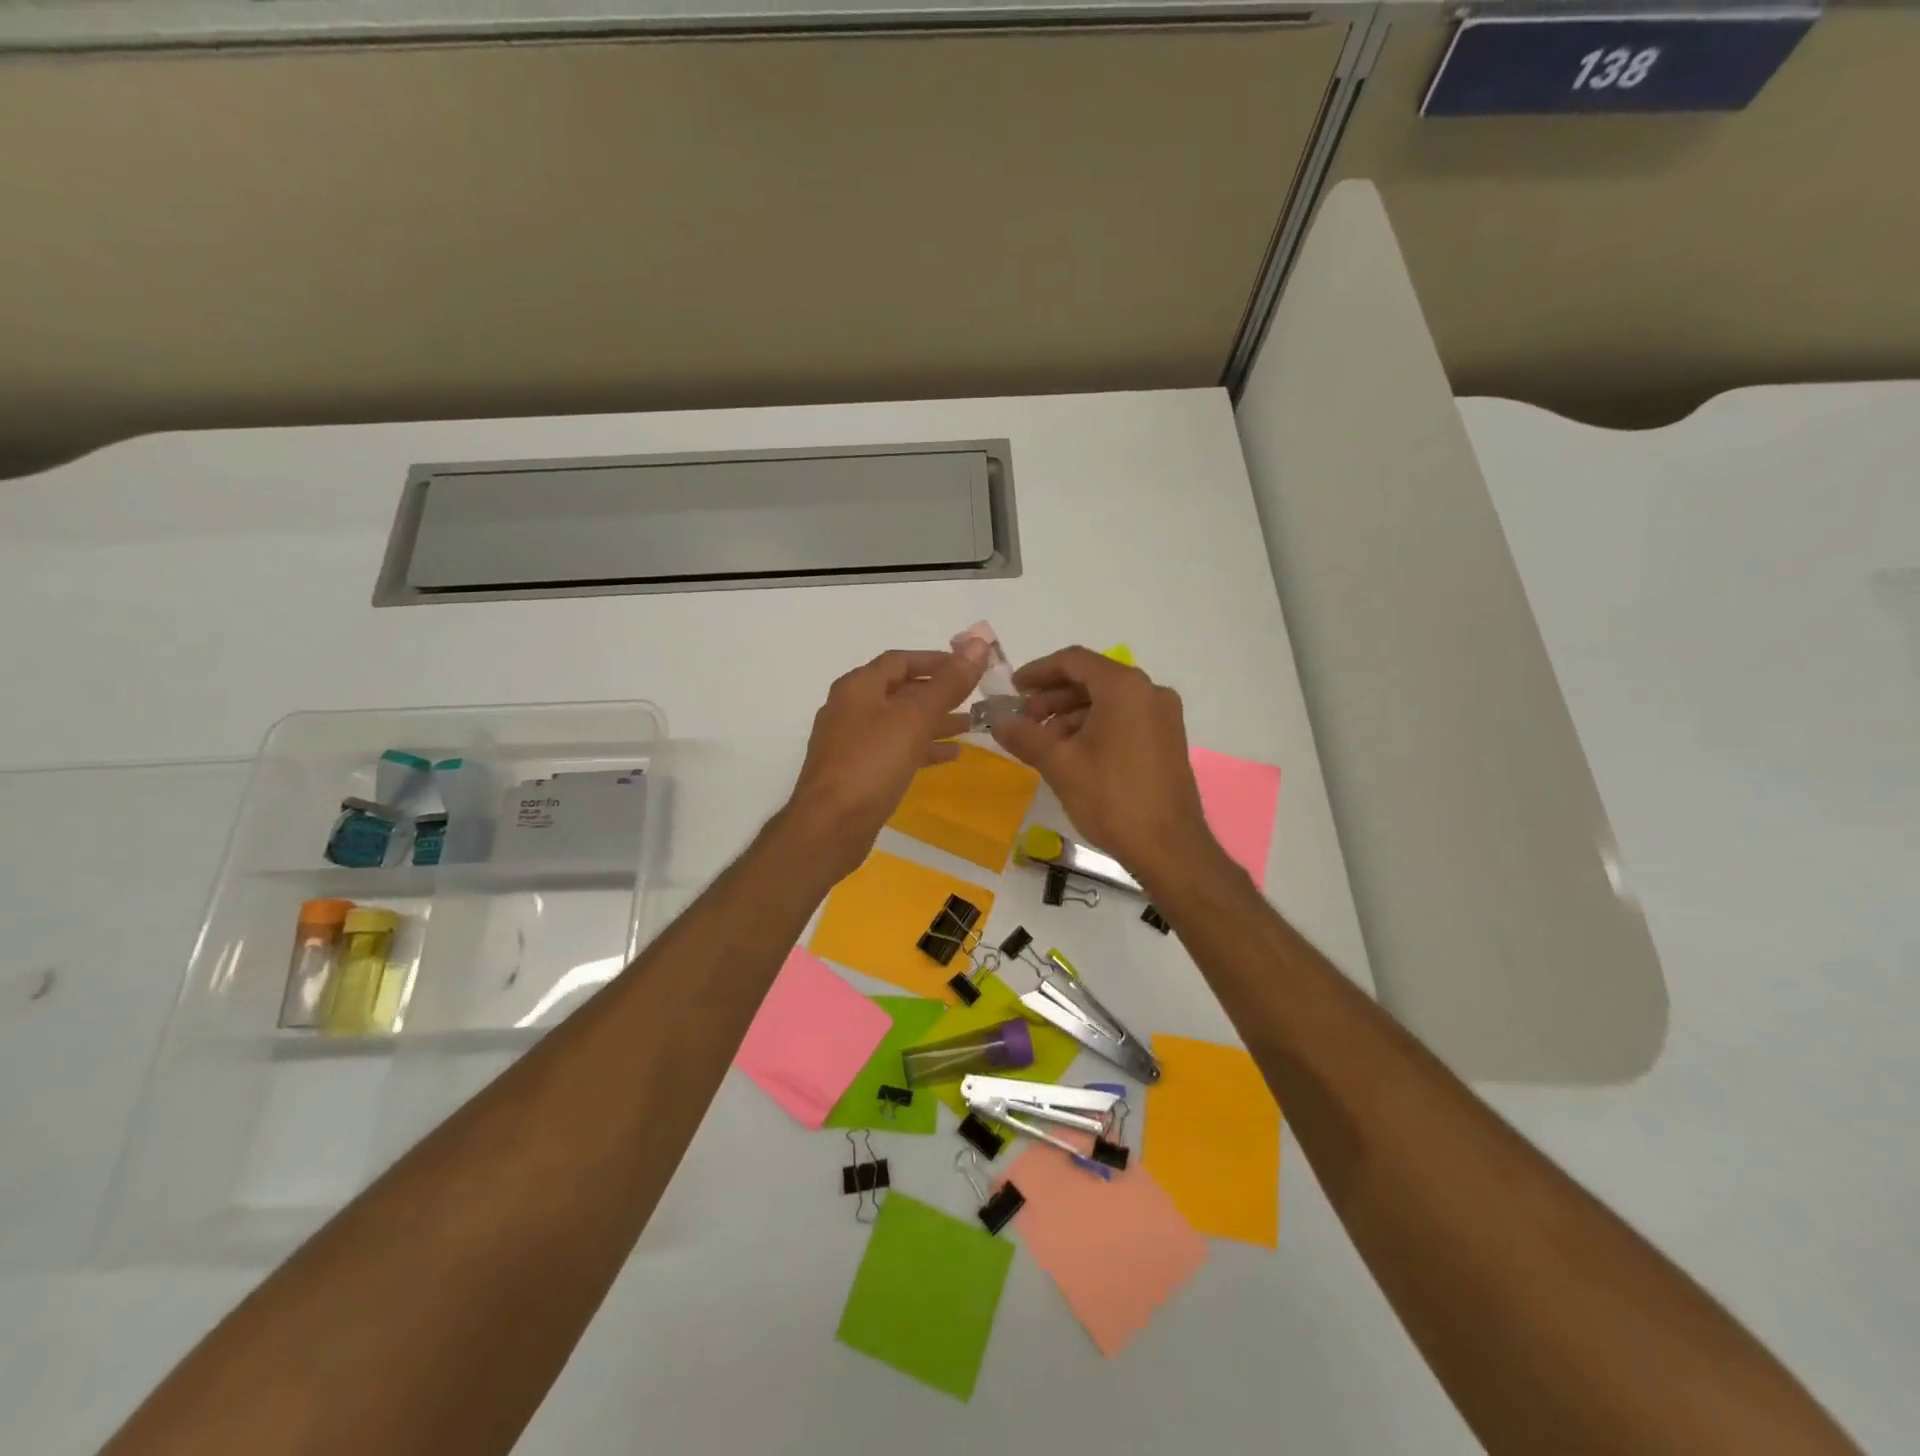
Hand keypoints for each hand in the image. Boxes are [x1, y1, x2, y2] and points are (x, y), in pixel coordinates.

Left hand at [786, 644, 987, 876]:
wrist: (830, 827)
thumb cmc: (872, 763)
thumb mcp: (915, 718)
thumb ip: (948, 682)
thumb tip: (978, 643)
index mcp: (858, 687)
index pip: (900, 659)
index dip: (937, 660)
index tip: (970, 667)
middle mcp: (850, 708)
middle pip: (900, 690)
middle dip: (939, 693)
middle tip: (975, 697)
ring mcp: (851, 742)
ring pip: (900, 723)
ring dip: (934, 721)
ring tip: (971, 725)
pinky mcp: (857, 772)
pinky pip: (895, 750)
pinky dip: (922, 748)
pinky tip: (951, 756)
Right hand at [991, 646, 1216, 883]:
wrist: (1169, 848)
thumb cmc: (1111, 798)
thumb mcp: (1060, 765)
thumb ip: (1026, 736)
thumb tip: (999, 722)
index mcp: (1125, 687)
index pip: (1074, 661)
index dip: (1038, 671)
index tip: (1013, 689)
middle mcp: (1149, 692)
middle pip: (1092, 679)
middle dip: (1053, 697)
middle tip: (1024, 721)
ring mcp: (1163, 716)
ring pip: (1108, 701)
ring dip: (1071, 714)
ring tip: (1043, 743)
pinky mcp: (1167, 740)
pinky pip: (1124, 719)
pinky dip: (1095, 727)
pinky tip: (1072, 753)